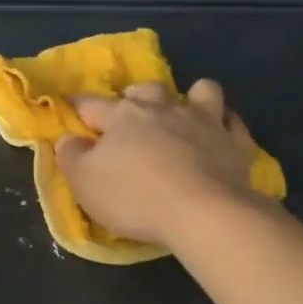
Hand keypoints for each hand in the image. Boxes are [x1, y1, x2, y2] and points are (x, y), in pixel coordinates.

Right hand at [55, 80, 260, 249]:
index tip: (71, 109)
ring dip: (189, 98)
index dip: (78, 107)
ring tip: (183, 115)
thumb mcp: (84, 182)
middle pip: (146, 90)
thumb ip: (71, 156)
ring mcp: (203, 121)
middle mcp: (163, 108)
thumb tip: (67, 138)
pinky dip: (224, 124)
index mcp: (122, 116)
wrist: (203, 213)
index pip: (91, 104)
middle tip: (130, 117)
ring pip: (200, 91)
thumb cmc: (134, 197)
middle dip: (136, 97)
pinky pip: (233, 121)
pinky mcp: (235, 142)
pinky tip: (219, 134)